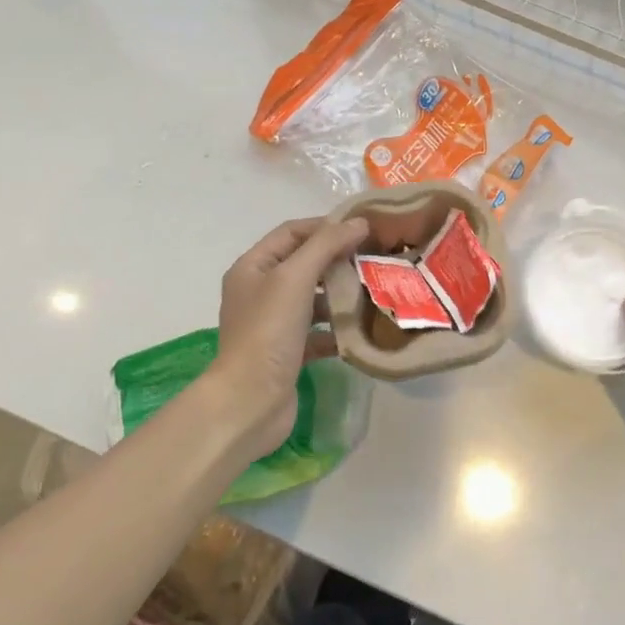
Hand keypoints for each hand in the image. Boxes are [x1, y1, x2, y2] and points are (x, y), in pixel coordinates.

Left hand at [205, 215, 368, 460]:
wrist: (250, 401)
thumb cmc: (268, 331)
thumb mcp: (294, 278)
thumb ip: (326, 245)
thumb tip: (358, 222)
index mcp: (252, 267)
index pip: (292, 232)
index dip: (325, 226)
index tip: (363, 229)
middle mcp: (259, 292)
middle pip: (304, 264)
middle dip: (338, 261)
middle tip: (374, 259)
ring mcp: (273, 324)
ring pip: (313, 299)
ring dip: (341, 295)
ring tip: (374, 292)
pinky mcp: (288, 353)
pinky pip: (318, 332)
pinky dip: (338, 329)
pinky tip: (363, 329)